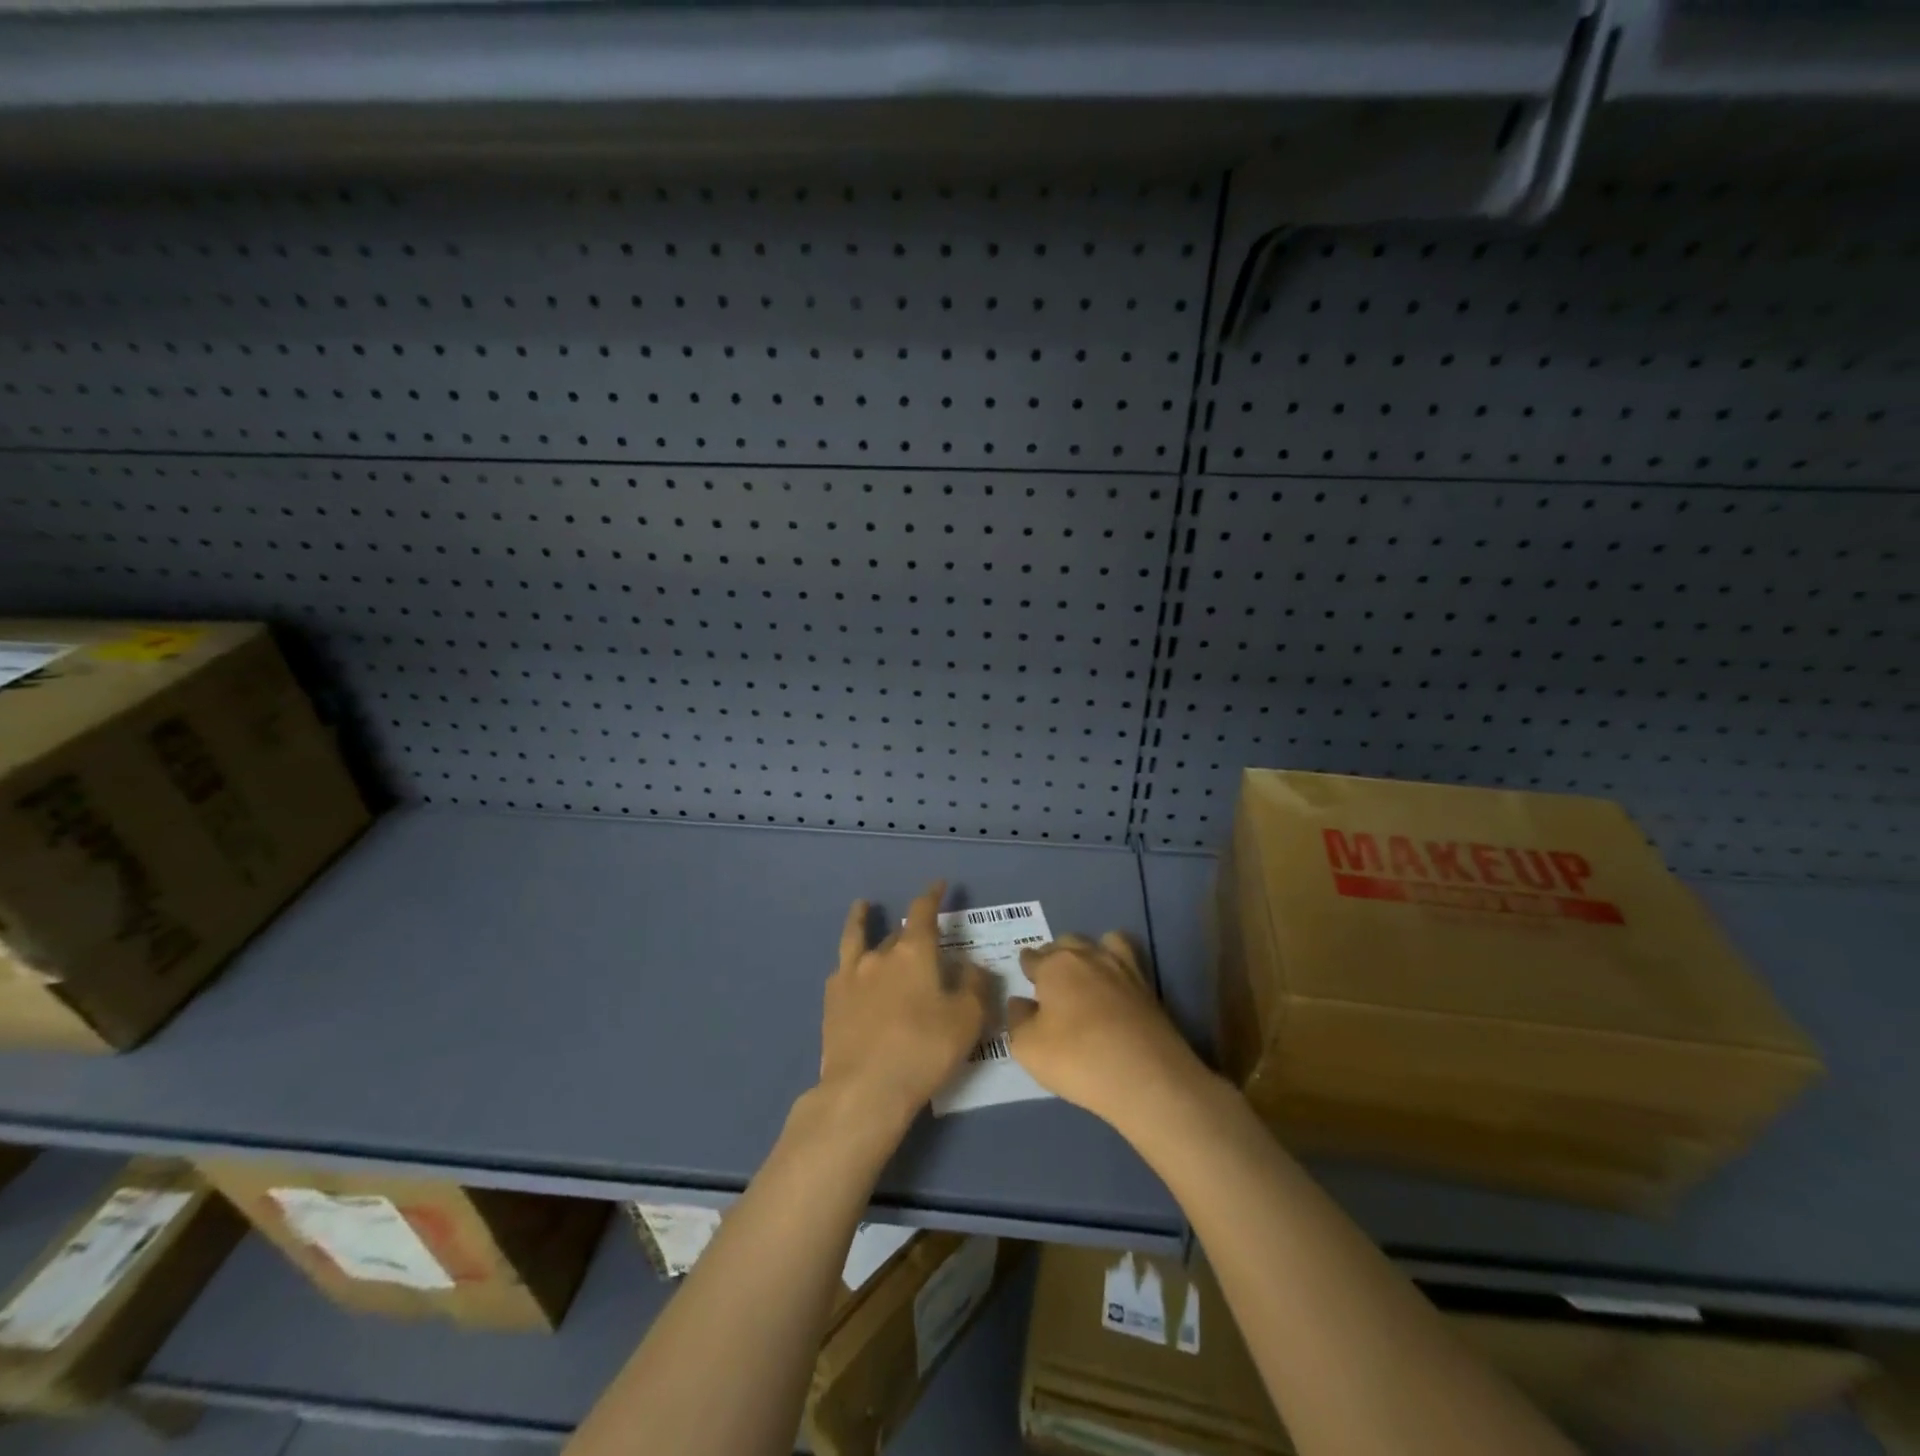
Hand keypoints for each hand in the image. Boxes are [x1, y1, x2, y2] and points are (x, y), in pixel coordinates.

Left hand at [816, 882, 990, 1136]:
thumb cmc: (924, 1050)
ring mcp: (850, 976)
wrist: (865, 1089)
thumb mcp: (967, 1020)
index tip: (939, 884)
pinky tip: (849, 968)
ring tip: (862, 907)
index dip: (932, 895)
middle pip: (897, 932)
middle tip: (921, 932)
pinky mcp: (832, 1001)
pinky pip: (842, 970)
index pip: (923, 911)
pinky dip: (849, 963)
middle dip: (910, 928)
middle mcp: (880, 955)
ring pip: (858, 939)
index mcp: (914, 953)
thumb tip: (972, 966)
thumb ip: (974, 987)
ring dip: (862, 921)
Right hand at [1006, 933, 1207, 1130]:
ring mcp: (1122, 968)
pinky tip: (1115, 985)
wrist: (1146, 1077)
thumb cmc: (1077, 1058)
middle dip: (1055, 956)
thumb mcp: (1028, 1048)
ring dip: (1090, 952)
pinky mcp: (1148, 986)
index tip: (1026, 977)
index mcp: (1055, 966)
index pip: (1032, 957)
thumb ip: (1018, 1020)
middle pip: (1066, 943)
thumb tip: (1020, 1002)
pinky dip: (1118, 964)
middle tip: (1052, 981)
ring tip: (1086, 974)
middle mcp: (1088, 956)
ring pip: (1102, 941)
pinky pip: (1128, 960)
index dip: (1027, 967)